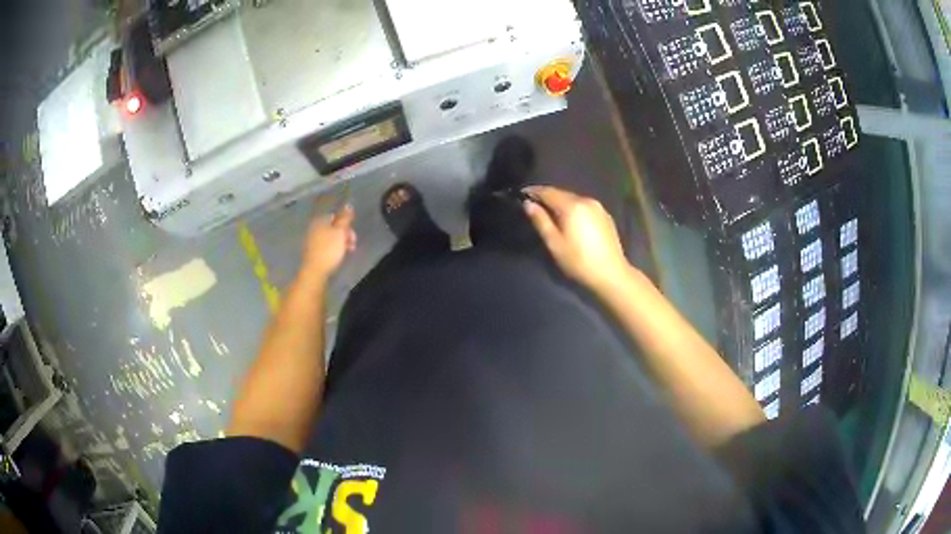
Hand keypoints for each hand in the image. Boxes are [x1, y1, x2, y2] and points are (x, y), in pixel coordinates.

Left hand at [301, 205, 356, 281]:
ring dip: (342, 242)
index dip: (346, 223)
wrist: (315, 271)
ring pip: (331, 237)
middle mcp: (315, 228)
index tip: (352, 232)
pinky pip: (327, 246)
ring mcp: (313, 240)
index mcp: (320, 221)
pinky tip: (340, 255)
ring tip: (349, 250)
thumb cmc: (329, 249)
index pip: (335, 216)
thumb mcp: (340, 232)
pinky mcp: (314, 252)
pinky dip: (335, 248)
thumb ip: (345, 218)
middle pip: (333, 227)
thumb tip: (348, 205)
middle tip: (352, 242)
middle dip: (345, 233)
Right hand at [523, 186, 629, 289]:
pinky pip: (584, 206)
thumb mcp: (554, 243)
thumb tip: (528, 204)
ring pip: (574, 199)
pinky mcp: (605, 216)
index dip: (534, 192)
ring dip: (561, 203)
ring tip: (550, 213)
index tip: (522, 194)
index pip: (548, 191)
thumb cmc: (579, 261)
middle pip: (562, 193)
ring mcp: (598, 207)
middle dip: (547, 197)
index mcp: (572, 206)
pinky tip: (570, 220)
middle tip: (534, 205)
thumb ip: (540, 221)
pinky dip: (574, 209)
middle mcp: (586, 200)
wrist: (611, 274)